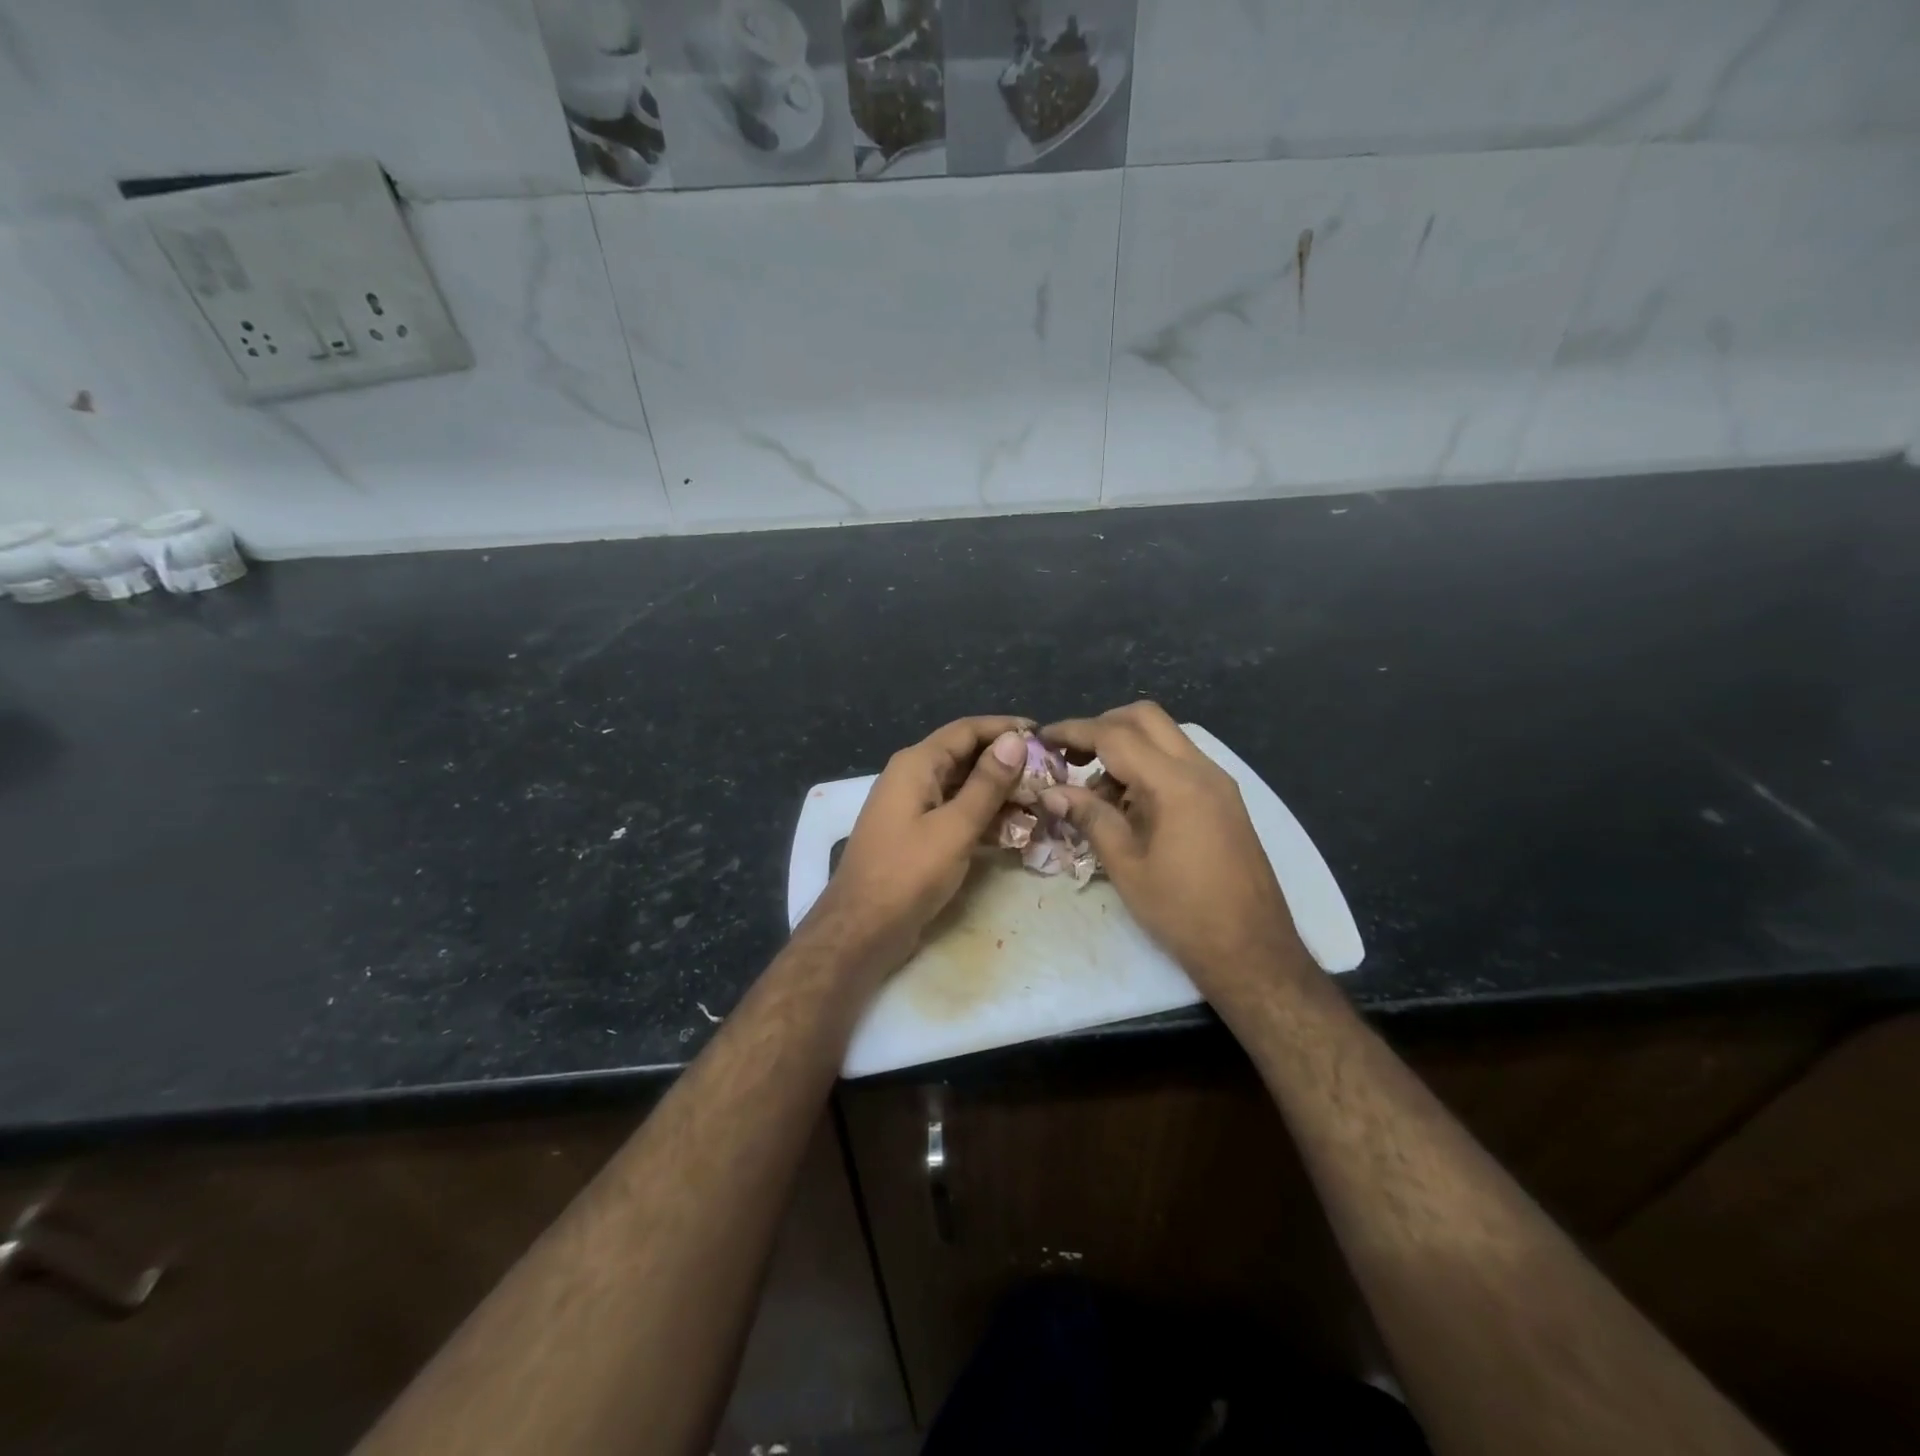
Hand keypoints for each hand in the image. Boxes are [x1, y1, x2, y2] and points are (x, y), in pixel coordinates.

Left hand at [803, 715, 1032, 977]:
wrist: (861, 929)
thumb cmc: (907, 874)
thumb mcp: (954, 828)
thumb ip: (986, 784)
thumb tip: (1015, 740)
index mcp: (917, 764)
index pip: (967, 730)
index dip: (1005, 728)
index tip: (1044, 734)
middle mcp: (913, 777)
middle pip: (966, 756)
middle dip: (1007, 763)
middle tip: (1050, 774)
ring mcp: (914, 806)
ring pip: (964, 787)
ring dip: (999, 793)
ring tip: (1041, 802)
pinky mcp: (918, 834)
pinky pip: (956, 812)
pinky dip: (984, 817)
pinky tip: (1016, 830)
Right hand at [1040, 702, 1306, 983]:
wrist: (1253, 951)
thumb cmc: (1183, 912)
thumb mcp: (1126, 865)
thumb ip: (1090, 818)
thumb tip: (1051, 792)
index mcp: (1175, 783)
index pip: (1116, 736)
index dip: (1074, 731)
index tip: (1043, 737)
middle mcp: (1202, 770)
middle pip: (1146, 718)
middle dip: (1103, 726)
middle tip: (1071, 755)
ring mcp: (1219, 783)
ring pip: (1166, 737)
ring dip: (1127, 747)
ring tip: (1097, 791)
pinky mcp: (1225, 800)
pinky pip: (1180, 762)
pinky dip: (1149, 766)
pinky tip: (1129, 804)